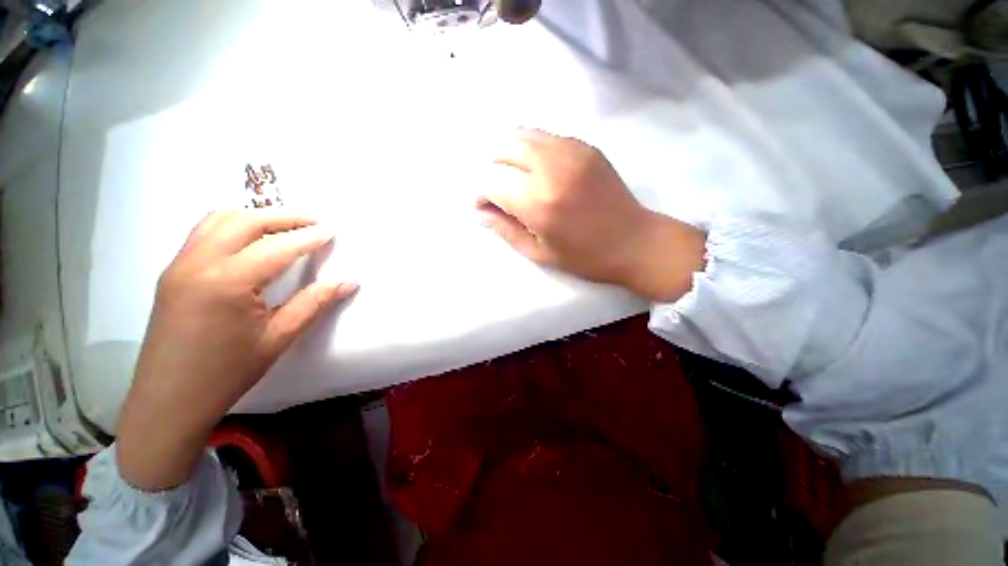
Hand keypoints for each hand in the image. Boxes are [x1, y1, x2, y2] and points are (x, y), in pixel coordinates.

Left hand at [116, 211, 357, 490]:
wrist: (169, 400)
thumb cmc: (227, 372)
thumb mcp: (278, 337)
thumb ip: (314, 303)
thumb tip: (348, 282)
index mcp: (227, 281)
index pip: (277, 247)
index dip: (309, 237)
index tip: (332, 230)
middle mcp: (199, 262)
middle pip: (245, 221)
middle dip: (284, 216)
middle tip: (314, 220)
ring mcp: (180, 265)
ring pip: (219, 220)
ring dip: (256, 217)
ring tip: (285, 225)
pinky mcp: (173, 272)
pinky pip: (203, 233)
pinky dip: (232, 226)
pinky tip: (250, 240)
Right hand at [478, 129, 705, 301]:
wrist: (635, 242)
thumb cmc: (584, 257)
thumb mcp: (538, 252)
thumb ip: (504, 229)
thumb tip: (479, 211)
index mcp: (538, 201)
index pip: (490, 180)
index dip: (480, 193)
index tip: (484, 207)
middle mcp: (551, 166)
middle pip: (502, 147)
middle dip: (492, 169)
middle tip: (499, 192)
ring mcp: (571, 150)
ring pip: (522, 134)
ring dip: (509, 156)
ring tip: (516, 180)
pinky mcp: (585, 145)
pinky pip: (544, 136)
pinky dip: (531, 150)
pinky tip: (539, 172)